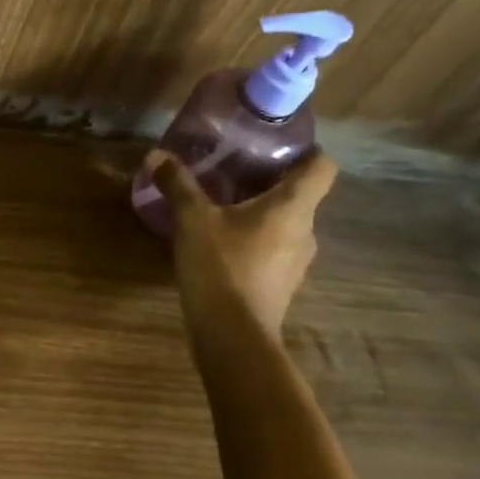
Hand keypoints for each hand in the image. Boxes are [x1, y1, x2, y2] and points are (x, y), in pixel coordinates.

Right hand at [151, 149, 337, 333]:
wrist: (233, 335)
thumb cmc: (221, 266)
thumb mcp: (192, 219)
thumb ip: (177, 184)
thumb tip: (157, 154)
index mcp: (293, 207)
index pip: (322, 167)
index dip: (305, 150)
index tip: (275, 143)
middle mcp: (305, 231)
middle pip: (300, 194)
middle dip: (269, 180)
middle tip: (233, 169)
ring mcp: (296, 261)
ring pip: (285, 223)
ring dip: (259, 212)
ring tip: (222, 205)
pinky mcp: (280, 283)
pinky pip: (272, 248)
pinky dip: (253, 238)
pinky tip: (220, 242)